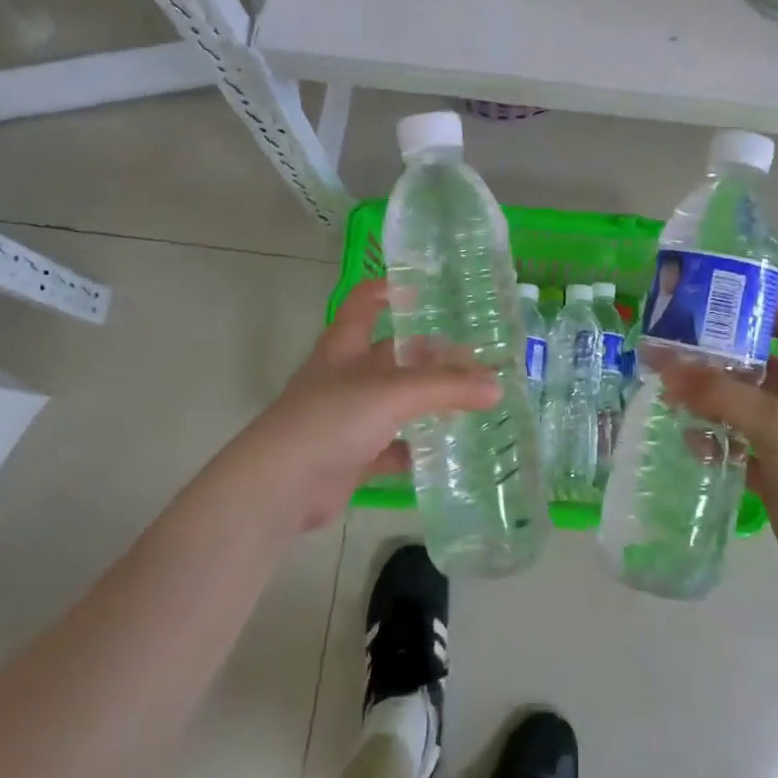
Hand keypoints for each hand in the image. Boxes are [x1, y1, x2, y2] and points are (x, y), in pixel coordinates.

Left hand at [214, 279, 500, 533]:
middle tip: (476, 359)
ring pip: (396, 402)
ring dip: (428, 403)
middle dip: (430, 355)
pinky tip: (448, 451)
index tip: (428, 292)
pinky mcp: (351, 457)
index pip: (364, 302)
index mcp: (345, 346)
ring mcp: (347, 418)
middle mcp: (345, 376)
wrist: (280, 487)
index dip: (390, 289)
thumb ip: (446, 387)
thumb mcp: (393, 393)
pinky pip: (392, 448)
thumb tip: (496, 386)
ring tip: (473, 402)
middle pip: (392, 355)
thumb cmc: (331, 419)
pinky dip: (417, 450)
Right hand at [659, 307, 777, 582]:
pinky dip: (716, 442)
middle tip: (679, 352)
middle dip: (724, 362)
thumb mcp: (775, 423)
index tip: (722, 310)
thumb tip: (664, 366)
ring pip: (746, 410)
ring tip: (672, 394)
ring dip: (713, 402)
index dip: (767, 316)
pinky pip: (739, 447)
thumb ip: (719, 393)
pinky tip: (689, 440)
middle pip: (763, 371)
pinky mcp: (775, 473)